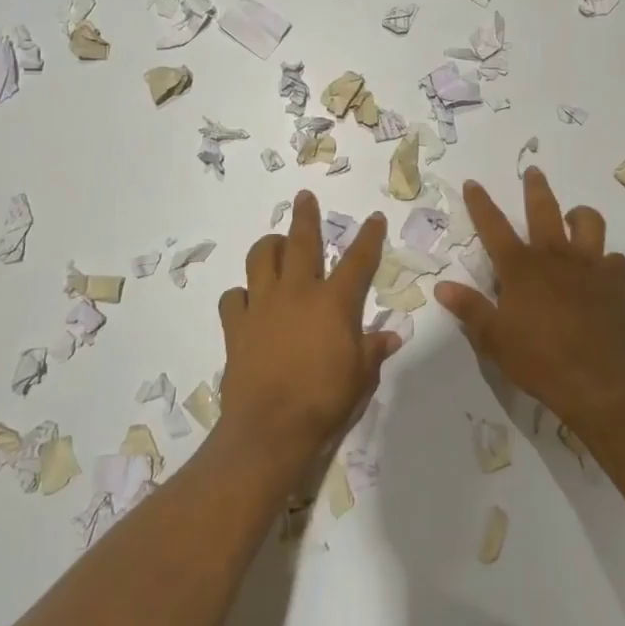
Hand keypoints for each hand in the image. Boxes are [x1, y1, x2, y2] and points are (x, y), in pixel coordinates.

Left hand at [216, 190, 400, 469]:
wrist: (270, 429)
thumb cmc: (325, 401)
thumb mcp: (361, 377)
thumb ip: (374, 350)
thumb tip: (392, 336)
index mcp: (334, 302)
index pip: (358, 260)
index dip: (369, 236)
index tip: (374, 218)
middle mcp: (297, 292)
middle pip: (301, 241)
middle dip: (306, 215)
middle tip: (304, 196)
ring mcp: (262, 306)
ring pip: (261, 258)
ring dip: (270, 246)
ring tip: (276, 245)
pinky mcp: (235, 326)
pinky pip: (233, 297)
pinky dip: (241, 294)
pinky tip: (247, 301)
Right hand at [433, 167, 624, 426]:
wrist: (593, 381)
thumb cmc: (537, 359)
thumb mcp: (493, 338)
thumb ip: (469, 308)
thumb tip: (442, 287)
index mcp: (520, 267)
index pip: (493, 226)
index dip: (480, 203)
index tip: (473, 183)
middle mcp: (554, 256)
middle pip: (543, 209)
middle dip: (535, 188)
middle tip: (533, 172)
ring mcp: (589, 265)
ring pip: (588, 222)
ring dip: (579, 215)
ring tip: (574, 218)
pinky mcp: (615, 282)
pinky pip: (615, 258)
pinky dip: (607, 260)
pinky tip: (602, 269)